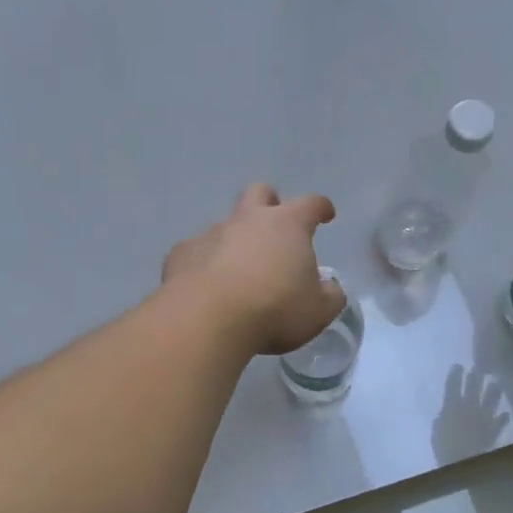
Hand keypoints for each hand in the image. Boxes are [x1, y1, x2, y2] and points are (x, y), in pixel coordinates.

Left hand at [163, 184, 345, 354]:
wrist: (208, 319)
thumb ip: (330, 295)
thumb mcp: (319, 310)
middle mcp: (248, 220)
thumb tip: (329, 288)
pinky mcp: (182, 254)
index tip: (326, 215)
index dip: (320, 207)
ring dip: (235, 241)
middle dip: (269, 202)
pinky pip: (196, 252)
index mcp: (287, 225)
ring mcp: (211, 234)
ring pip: (225, 226)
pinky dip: (205, 264)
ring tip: (238, 272)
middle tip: (275, 224)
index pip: (310, 204)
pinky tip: (206, 287)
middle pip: (259, 193)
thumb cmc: (275, 309)